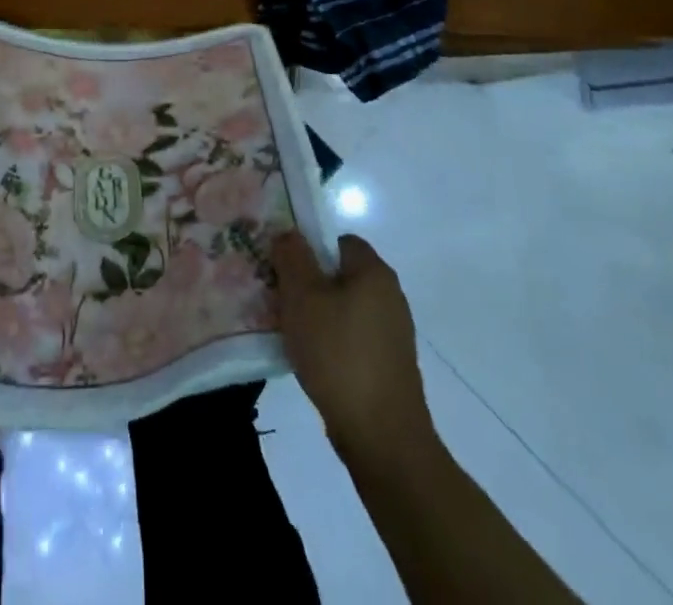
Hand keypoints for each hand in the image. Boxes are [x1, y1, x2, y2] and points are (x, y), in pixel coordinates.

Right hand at [272, 230, 432, 460]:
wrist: (382, 438)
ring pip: (344, 309)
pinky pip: (352, 339)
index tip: (283, 268)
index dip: (309, 248)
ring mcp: (393, 334)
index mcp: (374, 272)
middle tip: (279, 298)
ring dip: (318, 316)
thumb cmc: (338, 354)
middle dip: (309, 283)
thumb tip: (290, 234)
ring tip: (290, 332)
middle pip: (340, 275)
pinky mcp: (389, 366)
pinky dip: (332, 343)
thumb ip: (292, 257)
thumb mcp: (303, 296)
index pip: (338, 241)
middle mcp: (390, 296)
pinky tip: (312, 361)